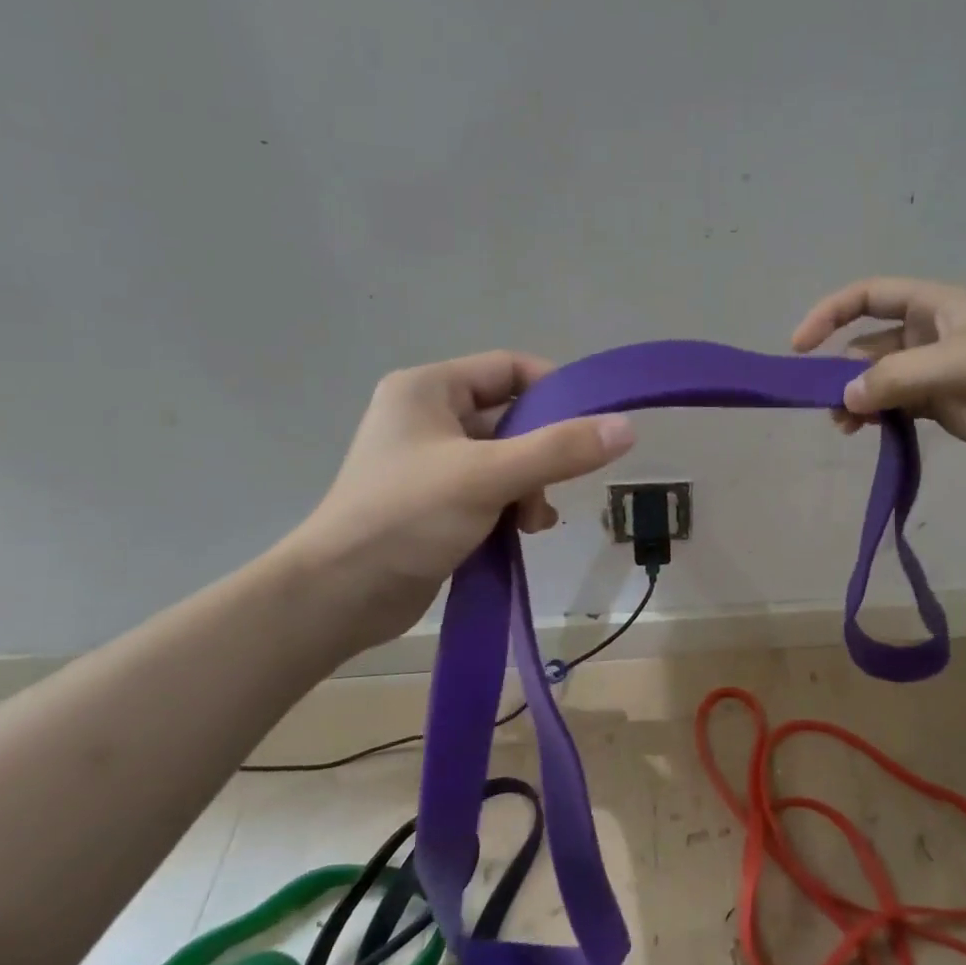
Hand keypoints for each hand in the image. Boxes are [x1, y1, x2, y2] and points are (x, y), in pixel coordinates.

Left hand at [278, 352, 634, 650]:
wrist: (339, 596)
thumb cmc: (406, 517)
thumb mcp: (488, 476)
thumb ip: (559, 450)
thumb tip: (626, 427)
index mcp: (428, 389)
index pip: (509, 368)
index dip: (554, 390)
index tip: (589, 424)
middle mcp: (428, 417)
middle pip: (512, 417)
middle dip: (544, 451)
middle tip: (560, 485)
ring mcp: (432, 462)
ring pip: (507, 458)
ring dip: (532, 486)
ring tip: (535, 520)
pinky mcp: (437, 502)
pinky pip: (493, 490)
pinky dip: (514, 506)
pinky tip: (525, 532)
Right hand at [791, 277, 965, 469]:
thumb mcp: (960, 364)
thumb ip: (898, 378)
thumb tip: (844, 399)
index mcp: (936, 307)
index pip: (869, 296)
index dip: (830, 314)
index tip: (800, 346)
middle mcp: (931, 335)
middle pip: (868, 345)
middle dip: (842, 370)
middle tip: (828, 406)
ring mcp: (937, 373)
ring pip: (880, 380)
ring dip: (857, 399)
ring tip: (847, 428)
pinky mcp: (945, 407)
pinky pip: (898, 408)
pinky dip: (879, 418)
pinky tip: (872, 435)